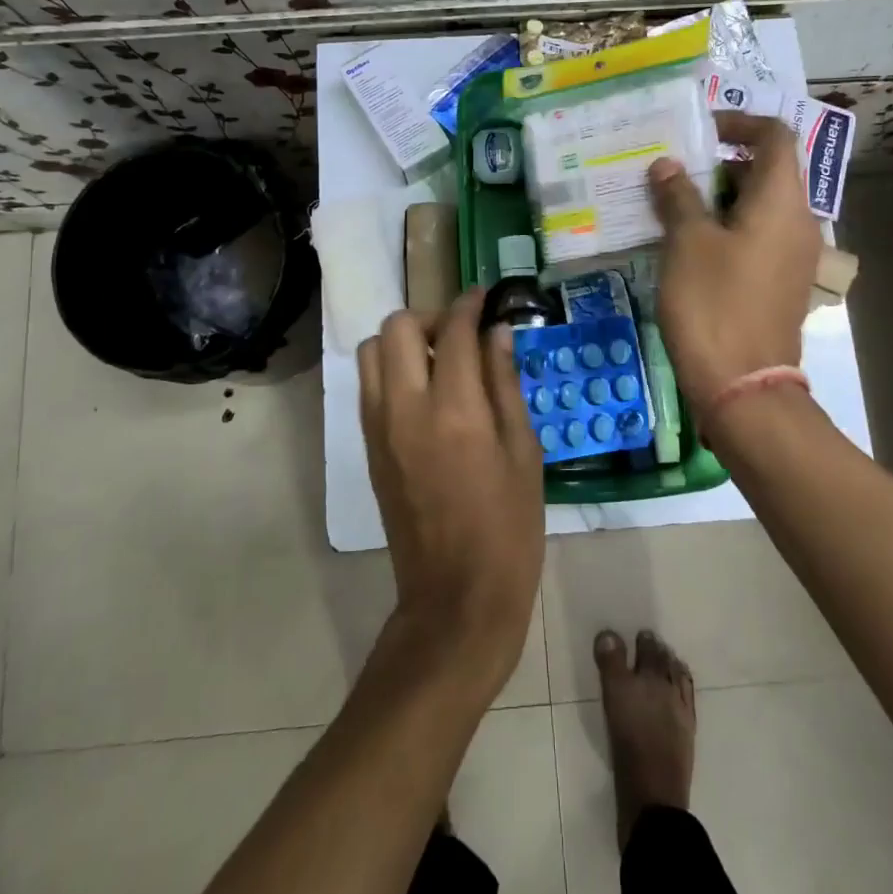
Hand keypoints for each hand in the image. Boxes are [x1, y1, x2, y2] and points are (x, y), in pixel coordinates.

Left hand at [357, 287, 544, 693]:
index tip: (484, 297)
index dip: (470, 305)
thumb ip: (505, 384)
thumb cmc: (509, 527)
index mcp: (455, 410)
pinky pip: (369, 385)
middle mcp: (406, 408)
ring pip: (373, 351)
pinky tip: (423, 391)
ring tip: (438, 362)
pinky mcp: (368, 446)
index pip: (454, 331)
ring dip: (403, 341)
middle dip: (431, 317)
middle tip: (461, 335)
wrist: (455, 596)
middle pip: (398, 327)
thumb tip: (497, 333)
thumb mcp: (524, 452)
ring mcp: (379, 427)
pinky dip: (391, 370)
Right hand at [647, 111, 821, 419]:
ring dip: (718, 197)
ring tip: (672, 205)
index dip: (739, 122)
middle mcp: (797, 221)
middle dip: (719, 163)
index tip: (699, 130)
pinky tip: (687, 244)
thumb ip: (677, 196)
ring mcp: (791, 255)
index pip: (775, 136)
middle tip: (673, 170)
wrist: (742, 383)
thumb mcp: (687, 242)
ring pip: (758, 207)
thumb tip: (666, 166)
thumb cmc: (713, 302)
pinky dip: (726, 227)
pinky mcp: (779, 282)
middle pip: (766, 171)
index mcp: (780, 201)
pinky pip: (756, 236)